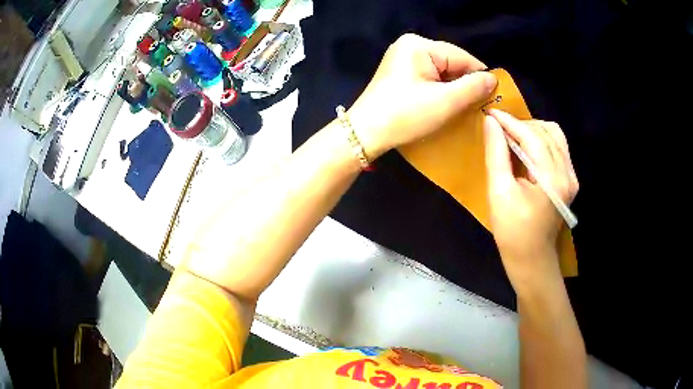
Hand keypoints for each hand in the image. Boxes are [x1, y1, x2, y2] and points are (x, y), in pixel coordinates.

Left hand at [346, 33, 497, 158]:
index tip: (493, 97)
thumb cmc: (406, 115)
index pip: (461, 56)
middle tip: (478, 106)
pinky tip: (445, 104)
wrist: (366, 133)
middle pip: (451, 63)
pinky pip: (429, 77)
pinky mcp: (399, 73)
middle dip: (465, 83)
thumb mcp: (445, 101)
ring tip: (463, 107)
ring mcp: (402, 58)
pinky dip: (440, 90)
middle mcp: (409, 45)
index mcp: (418, 45)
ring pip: (441, 71)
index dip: (479, 76)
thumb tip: (492, 78)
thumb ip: (473, 87)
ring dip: (453, 88)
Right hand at [484, 109, 578, 285]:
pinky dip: (541, 141)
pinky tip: (528, 149)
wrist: (532, 259)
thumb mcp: (499, 192)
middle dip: (521, 125)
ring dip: (532, 130)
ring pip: (554, 136)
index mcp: (551, 179)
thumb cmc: (512, 231)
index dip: (510, 122)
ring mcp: (572, 177)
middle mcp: (567, 173)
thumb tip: (490, 123)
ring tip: (513, 138)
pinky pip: (558, 147)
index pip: (532, 136)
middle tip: (499, 130)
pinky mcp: (570, 180)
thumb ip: (496, 154)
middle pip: (546, 131)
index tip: (490, 113)